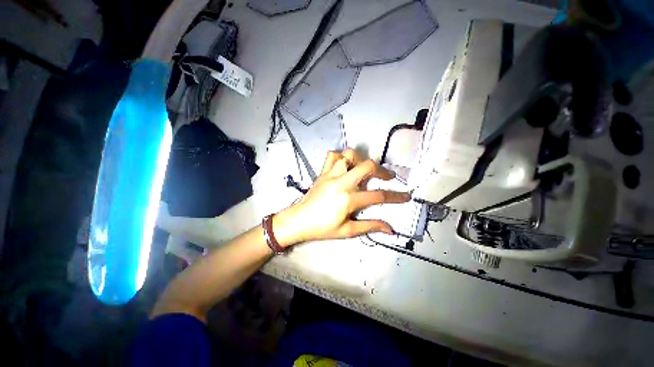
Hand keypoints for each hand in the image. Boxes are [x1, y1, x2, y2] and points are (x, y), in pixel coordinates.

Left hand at [274, 149, 410, 246]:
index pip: (378, 196)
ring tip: (364, 169)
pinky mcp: (322, 172)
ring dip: (360, 160)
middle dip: (381, 171)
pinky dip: (341, 156)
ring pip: (349, 155)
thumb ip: (369, 226)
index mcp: (348, 200)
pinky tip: (345, 165)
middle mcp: (341, 183)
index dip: (395, 197)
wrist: (298, 220)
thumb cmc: (322, 228)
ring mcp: (330, 174)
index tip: (406, 196)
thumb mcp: (347, 231)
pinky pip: (332, 155)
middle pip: (367, 166)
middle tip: (386, 177)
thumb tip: (390, 229)